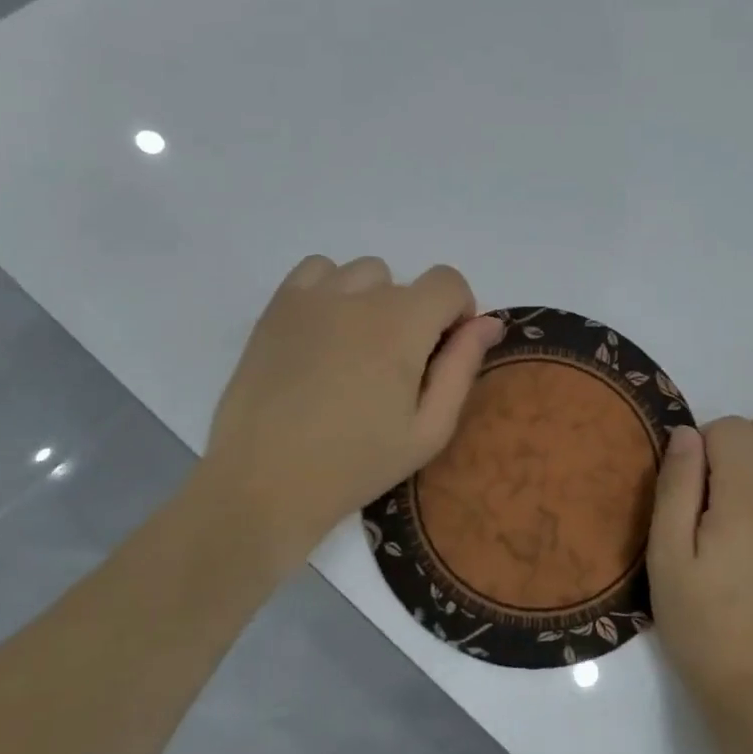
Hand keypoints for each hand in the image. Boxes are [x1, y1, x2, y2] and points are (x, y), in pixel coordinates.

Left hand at [189, 254, 504, 575]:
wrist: (264, 483)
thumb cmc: (356, 464)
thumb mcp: (428, 430)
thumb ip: (462, 367)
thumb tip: (488, 323)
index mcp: (402, 325)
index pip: (449, 282)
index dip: (458, 312)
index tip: (444, 351)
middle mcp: (359, 297)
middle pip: (407, 283)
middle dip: (416, 317)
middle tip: (395, 371)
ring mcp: (313, 297)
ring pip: (365, 274)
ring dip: (375, 301)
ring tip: (357, 351)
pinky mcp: (277, 307)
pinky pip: (318, 270)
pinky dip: (332, 289)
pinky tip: (325, 332)